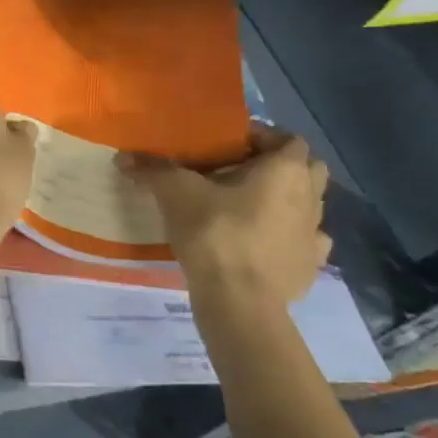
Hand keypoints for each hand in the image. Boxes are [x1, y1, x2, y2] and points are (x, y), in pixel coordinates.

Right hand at [117, 125, 330, 318]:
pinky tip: (262, 242)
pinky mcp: (309, 267)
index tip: (229, 144)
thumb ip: (153, 170)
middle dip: (280, 166)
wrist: (239, 300)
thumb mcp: (176, 193)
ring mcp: (315, 234)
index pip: (287, 139)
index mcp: (286, 170)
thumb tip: (123, 157)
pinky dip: (286, 236)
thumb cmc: (216, 233)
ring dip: (284, 201)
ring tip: (247, 207)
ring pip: (307, 205)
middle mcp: (310, 197)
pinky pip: (303, 242)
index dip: (261, 137)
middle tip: (241, 171)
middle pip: (308, 169)